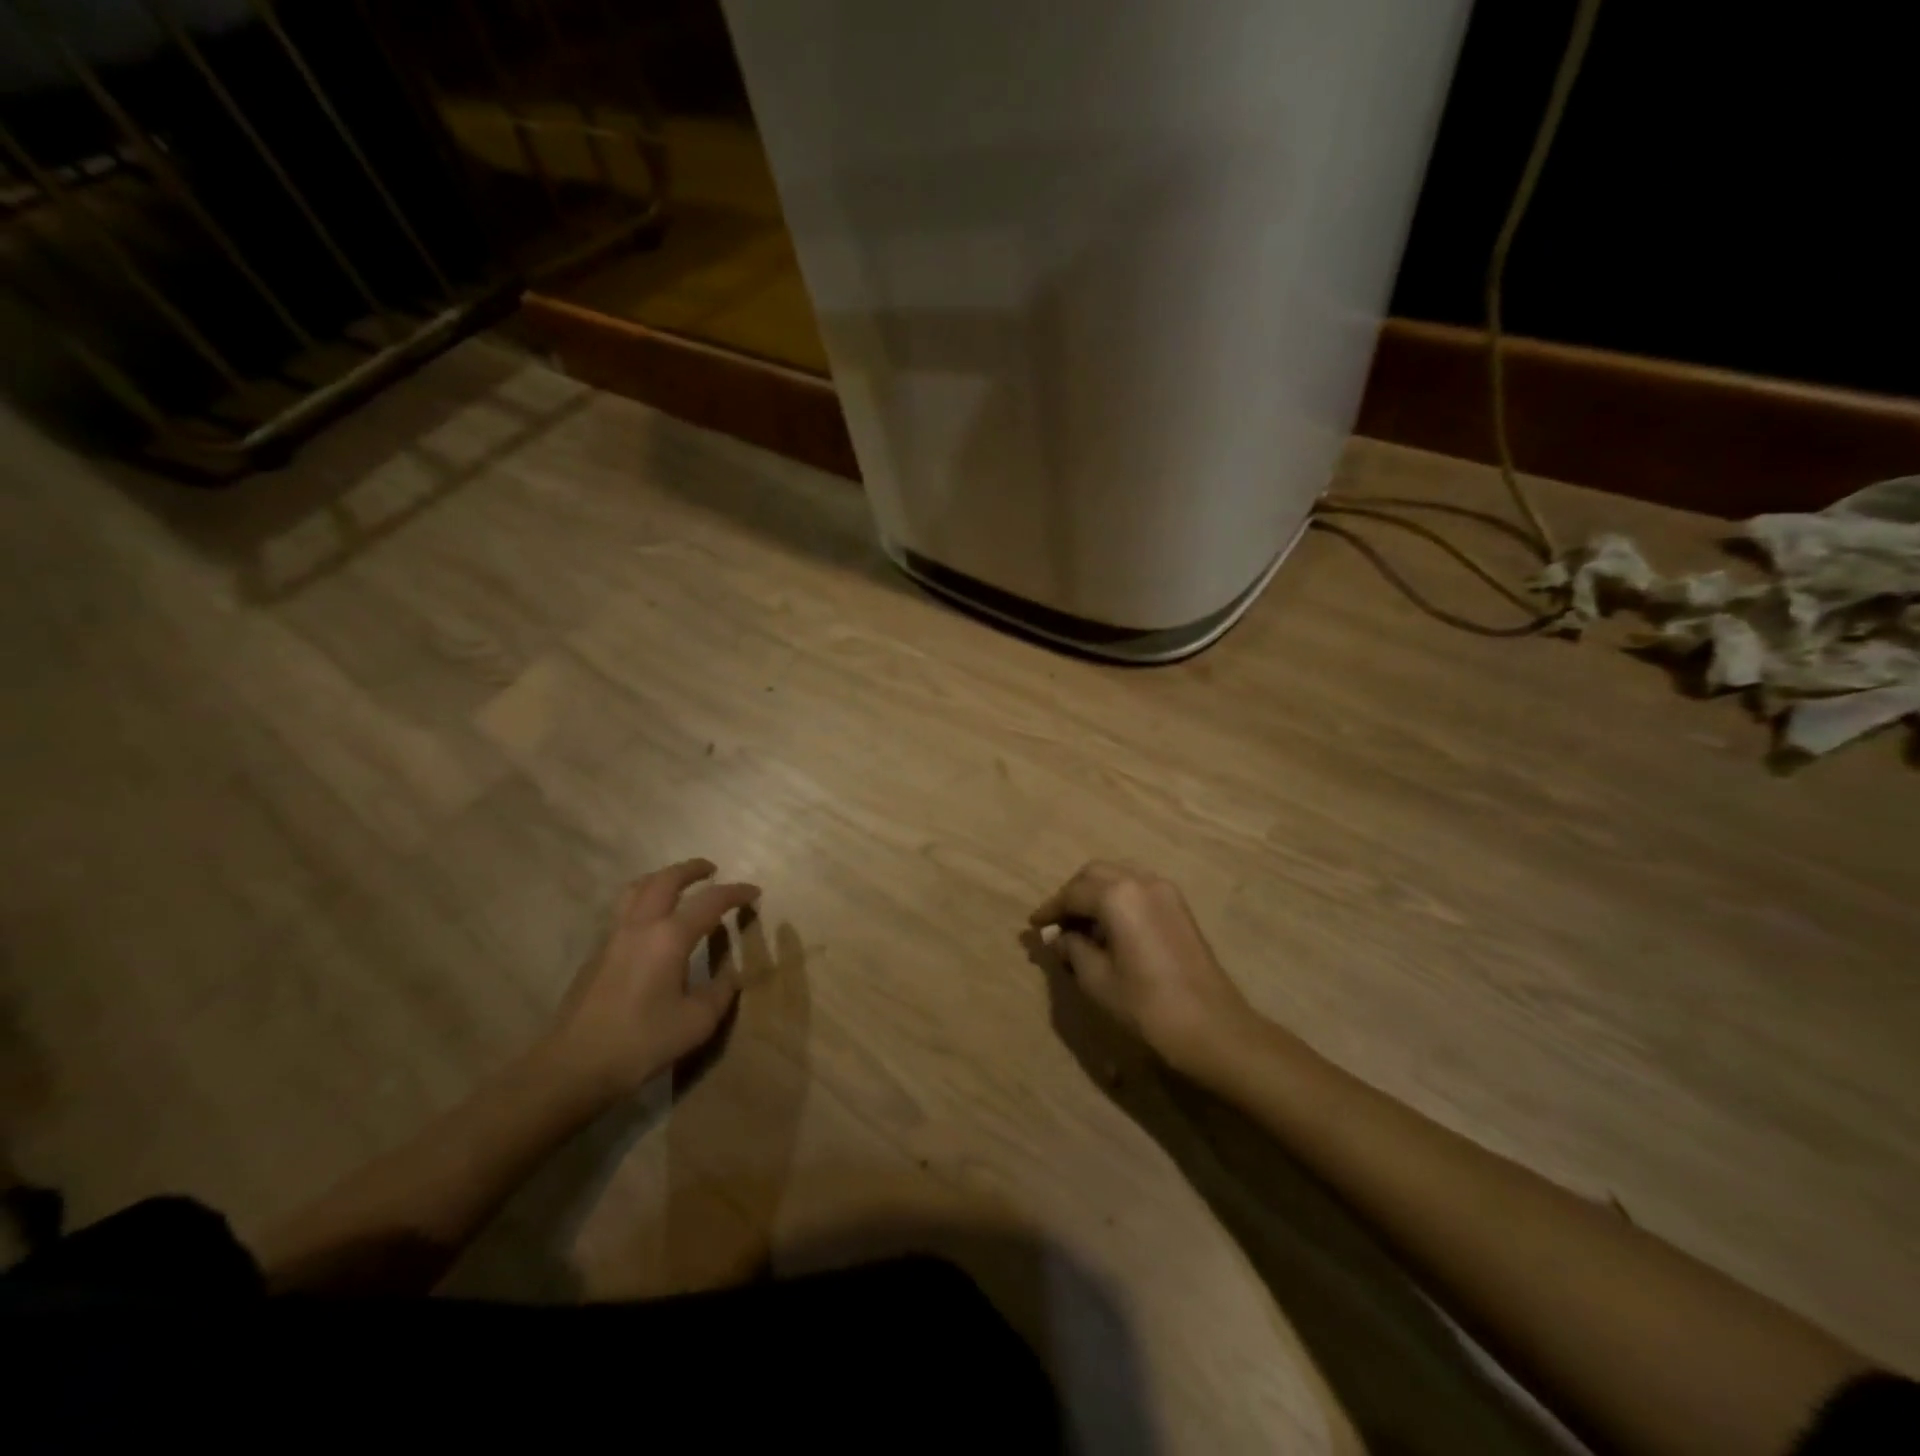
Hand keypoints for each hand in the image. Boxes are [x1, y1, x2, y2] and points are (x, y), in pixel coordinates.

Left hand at [547, 859, 759, 1099]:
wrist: (573, 1066)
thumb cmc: (642, 1042)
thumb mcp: (696, 1022)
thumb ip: (720, 992)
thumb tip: (731, 973)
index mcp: (670, 937)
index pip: (710, 901)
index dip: (735, 892)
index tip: (754, 892)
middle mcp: (640, 926)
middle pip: (666, 880)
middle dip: (691, 869)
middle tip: (711, 869)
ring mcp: (613, 937)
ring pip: (637, 889)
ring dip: (661, 878)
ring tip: (677, 884)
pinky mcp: (596, 954)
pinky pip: (623, 910)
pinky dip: (643, 900)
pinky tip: (650, 923)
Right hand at [1029, 862, 1251, 1069]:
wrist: (1213, 1028)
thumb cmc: (1148, 1006)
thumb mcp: (1098, 980)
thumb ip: (1073, 950)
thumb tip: (1059, 938)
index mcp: (1118, 896)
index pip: (1073, 893)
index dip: (1050, 909)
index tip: (1034, 925)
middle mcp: (1142, 881)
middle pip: (1095, 875)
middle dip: (1072, 895)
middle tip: (1056, 923)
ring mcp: (1165, 892)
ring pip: (1119, 878)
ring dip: (1095, 895)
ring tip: (1080, 927)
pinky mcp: (1179, 907)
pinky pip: (1138, 890)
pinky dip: (1117, 900)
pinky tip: (1108, 929)